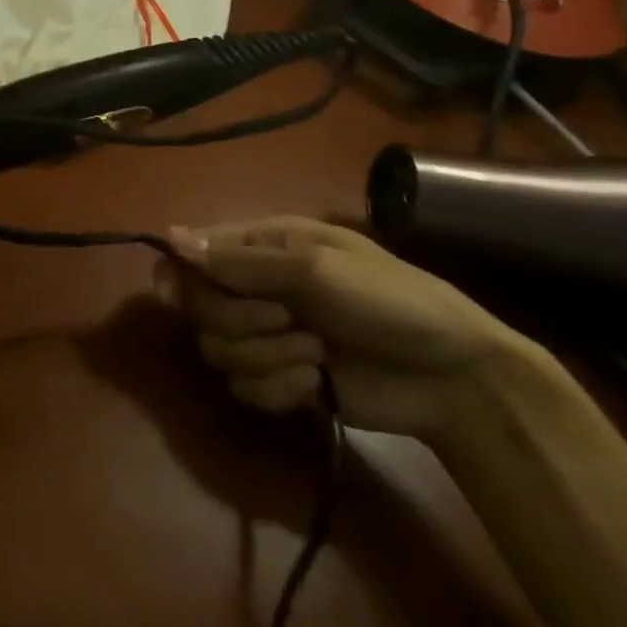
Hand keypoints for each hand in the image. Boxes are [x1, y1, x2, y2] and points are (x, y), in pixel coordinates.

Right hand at [160, 216, 544, 443]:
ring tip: (314, 356)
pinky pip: (243, 388)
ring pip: (218, 350)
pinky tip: (315, 386)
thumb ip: (240, 262)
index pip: (192, 253)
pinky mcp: (281, 380)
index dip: (178, 274)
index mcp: (261, 246)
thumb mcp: (315, 269)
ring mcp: (268, 335)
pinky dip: (276, 389)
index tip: (176, 297)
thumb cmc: (389, 301)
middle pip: (199, 306)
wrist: (456, 378)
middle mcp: (255, 287)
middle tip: (285, 321)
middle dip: (240, 321)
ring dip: (265, 357)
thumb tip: (170, 237)